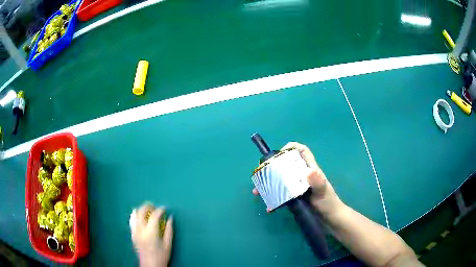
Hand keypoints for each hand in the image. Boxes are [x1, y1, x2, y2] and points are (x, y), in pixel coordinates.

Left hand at [130, 203, 172, 266]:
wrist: (150, 265)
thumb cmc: (161, 256)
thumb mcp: (168, 244)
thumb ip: (169, 230)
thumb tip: (170, 218)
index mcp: (150, 233)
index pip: (154, 216)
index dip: (160, 210)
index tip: (164, 208)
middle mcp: (140, 230)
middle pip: (141, 211)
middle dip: (148, 206)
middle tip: (155, 206)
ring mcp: (134, 231)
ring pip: (134, 214)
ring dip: (141, 210)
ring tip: (148, 211)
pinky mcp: (132, 234)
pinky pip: (132, 220)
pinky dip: (136, 215)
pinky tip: (141, 218)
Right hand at [252, 142, 343, 217]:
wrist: (331, 219)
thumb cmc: (328, 203)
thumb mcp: (323, 192)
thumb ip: (318, 182)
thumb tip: (310, 171)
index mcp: (311, 170)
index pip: (302, 151)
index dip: (291, 148)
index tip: (278, 155)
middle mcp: (303, 176)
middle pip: (287, 165)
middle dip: (272, 168)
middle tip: (260, 175)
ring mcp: (299, 187)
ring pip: (281, 181)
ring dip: (269, 185)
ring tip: (258, 192)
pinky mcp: (296, 198)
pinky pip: (282, 195)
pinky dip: (274, 199)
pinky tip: (269, 207)